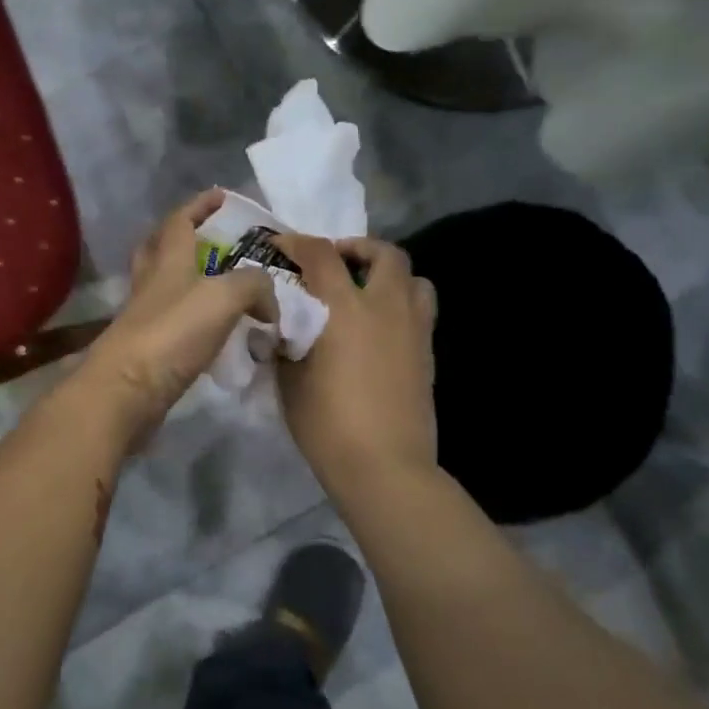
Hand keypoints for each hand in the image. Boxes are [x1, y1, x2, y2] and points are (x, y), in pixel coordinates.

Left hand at [71, 190, 277, 443]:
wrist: (127, 390)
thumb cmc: (172, 333)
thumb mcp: (224, 297)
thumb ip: (254, 286)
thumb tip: (268, 303)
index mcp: (168, 261)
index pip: (180, 221)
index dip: (200, 205)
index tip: (220, 195)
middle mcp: (151, 284)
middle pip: (160, 249)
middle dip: (182, 238)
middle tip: (209, 240)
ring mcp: (145, 317)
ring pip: (165, 287)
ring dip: (190, 281)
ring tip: (223, 289)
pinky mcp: (147, 350)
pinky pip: (174, 324)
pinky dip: (194, 321)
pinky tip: (216, 333)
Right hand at [274, 234, 437, 491]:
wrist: (384, 465)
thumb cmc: (327, 424)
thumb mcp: (289, 381)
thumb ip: (284, 343)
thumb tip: (281, 326)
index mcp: (345, 309)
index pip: (322, 255)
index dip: (298, 243)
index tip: (281, 245)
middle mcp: (386, 308)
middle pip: (385, 254)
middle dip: (357, 249)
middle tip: (335, 263)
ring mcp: (414, 329)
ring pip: (414, 278)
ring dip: (389, 274)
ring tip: (366, 292)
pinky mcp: (428, 353)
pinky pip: (421, 310)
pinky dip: (401, 304)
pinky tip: (380, 328)